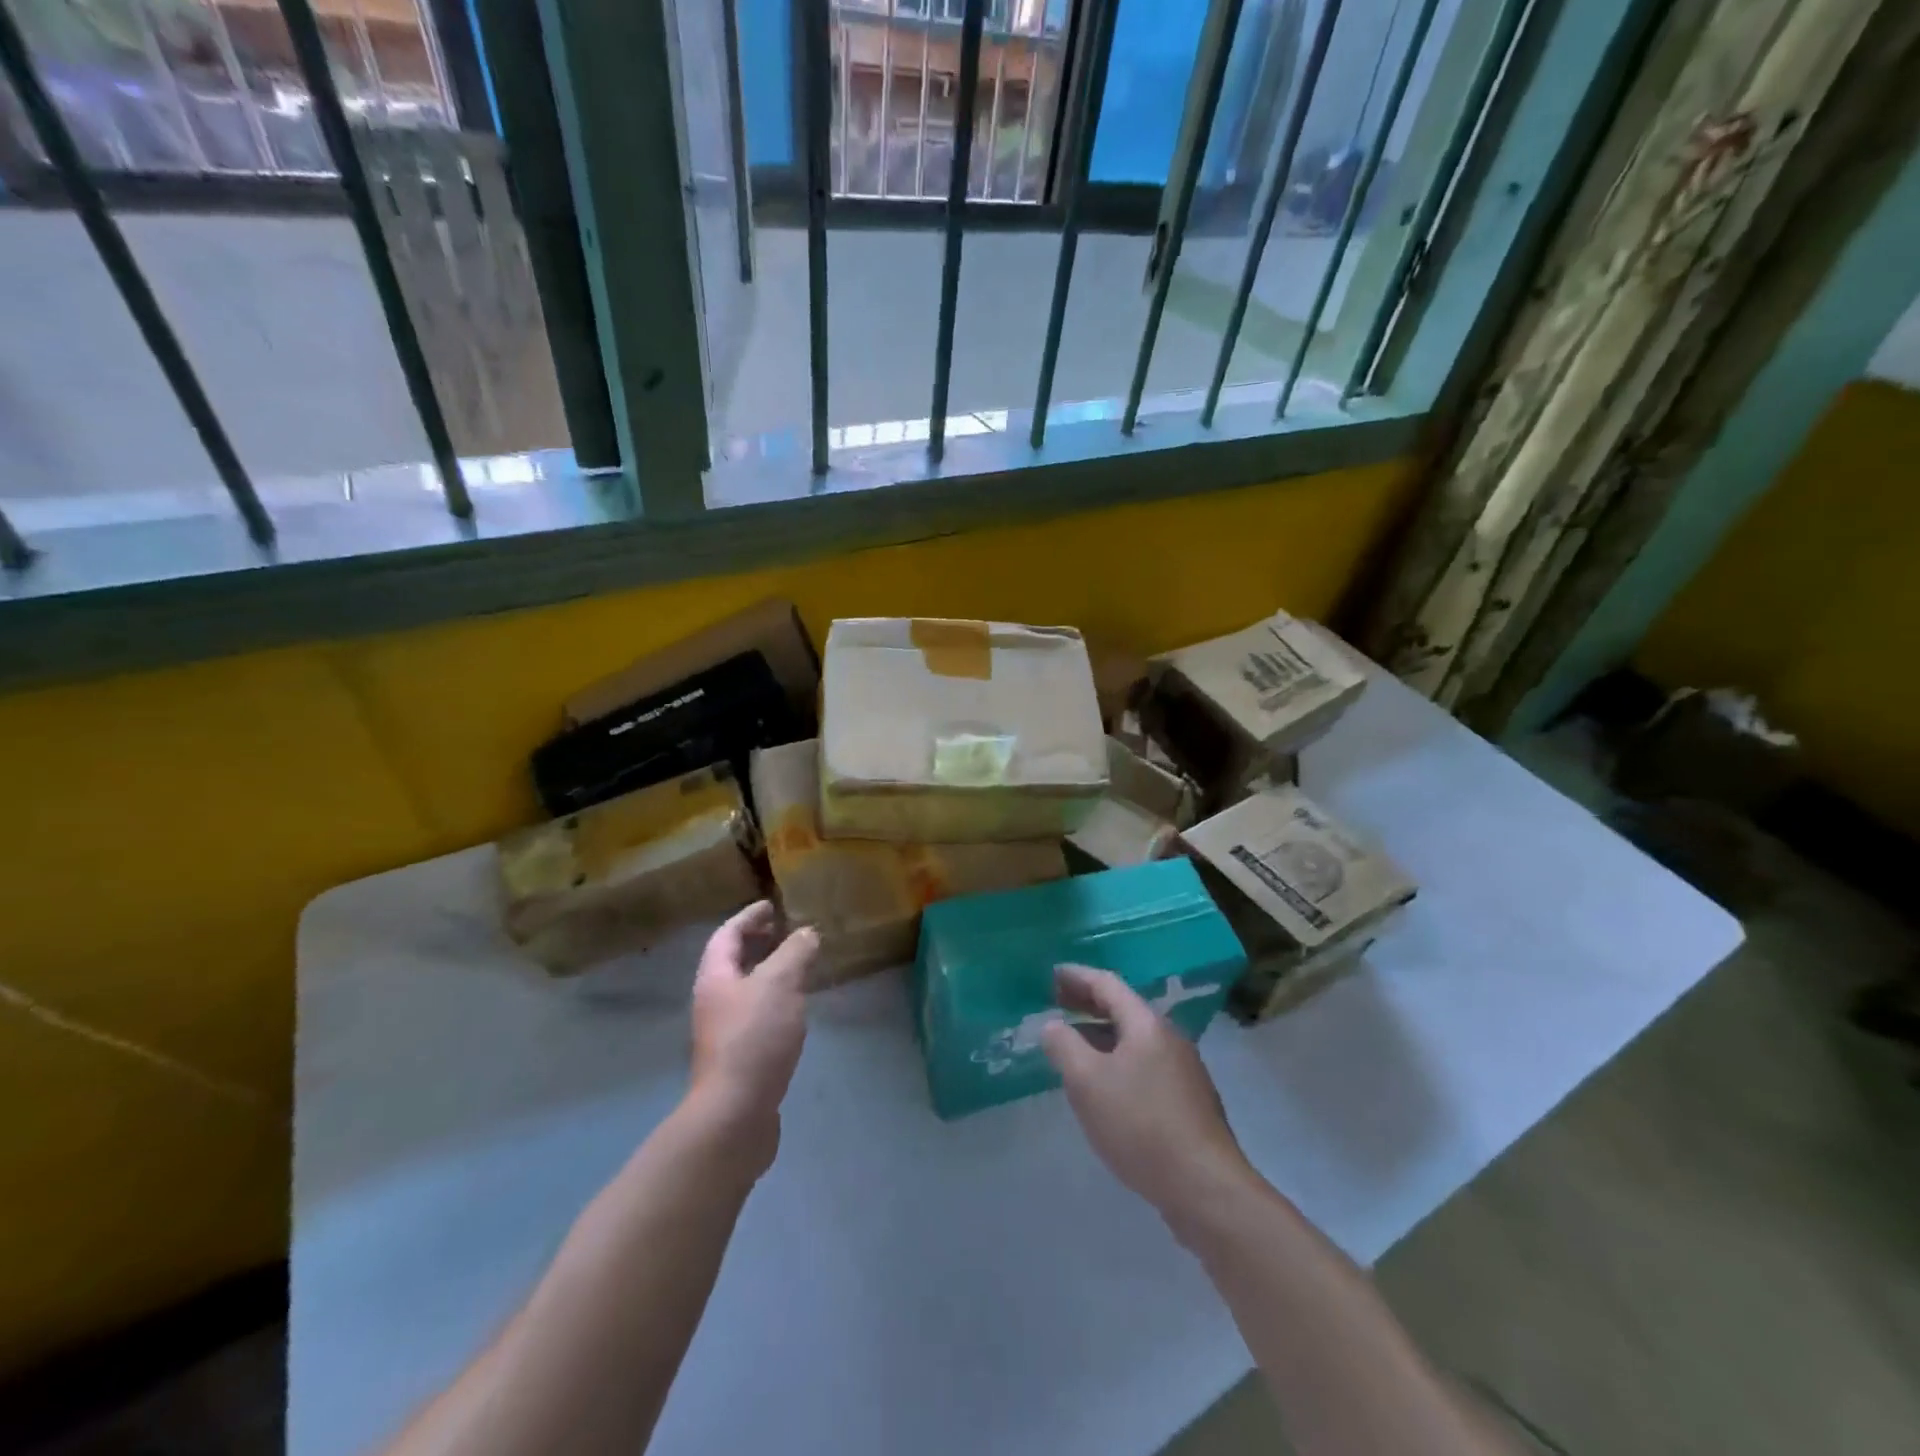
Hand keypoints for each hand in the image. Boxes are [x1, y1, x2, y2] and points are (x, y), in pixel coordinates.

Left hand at [688, 902, 817, 1170]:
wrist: (735, 1113)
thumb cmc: (754, 1038)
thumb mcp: (780, 984)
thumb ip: (795, 952)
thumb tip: (806, 933)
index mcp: (716, 977)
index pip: (727, 934)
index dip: (748, 916)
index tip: (771, 905)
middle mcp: (714, 1000)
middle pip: (732, 961)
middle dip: (757, 943)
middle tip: (786, 931)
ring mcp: (724, 1031)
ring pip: (746, 989)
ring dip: (768, 971)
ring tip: (798, 965)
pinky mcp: (739, 1056)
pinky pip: (757, 1013)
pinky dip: (775, 999)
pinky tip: (796, 1008)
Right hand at [1040, 964, 1254, 1218]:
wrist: (1204, 1186)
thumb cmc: (1140, 1124)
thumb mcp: (1087, 1082)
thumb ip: (1064, 1047)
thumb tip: (1052, 1025)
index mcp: (1146, 1024)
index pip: (1107, 985)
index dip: (1077, 977)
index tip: (1052, 975)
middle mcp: (1169, 1037)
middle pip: (1123, 1008)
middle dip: (1088, 1003)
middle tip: (1057, 1002)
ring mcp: (1183, 1069)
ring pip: (1134, 1038)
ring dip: (1102, 1033)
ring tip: (1074, 1042)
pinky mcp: (1188, 1100)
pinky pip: (1144, 1063)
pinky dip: (1117, 1058)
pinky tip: (1105, 1083)